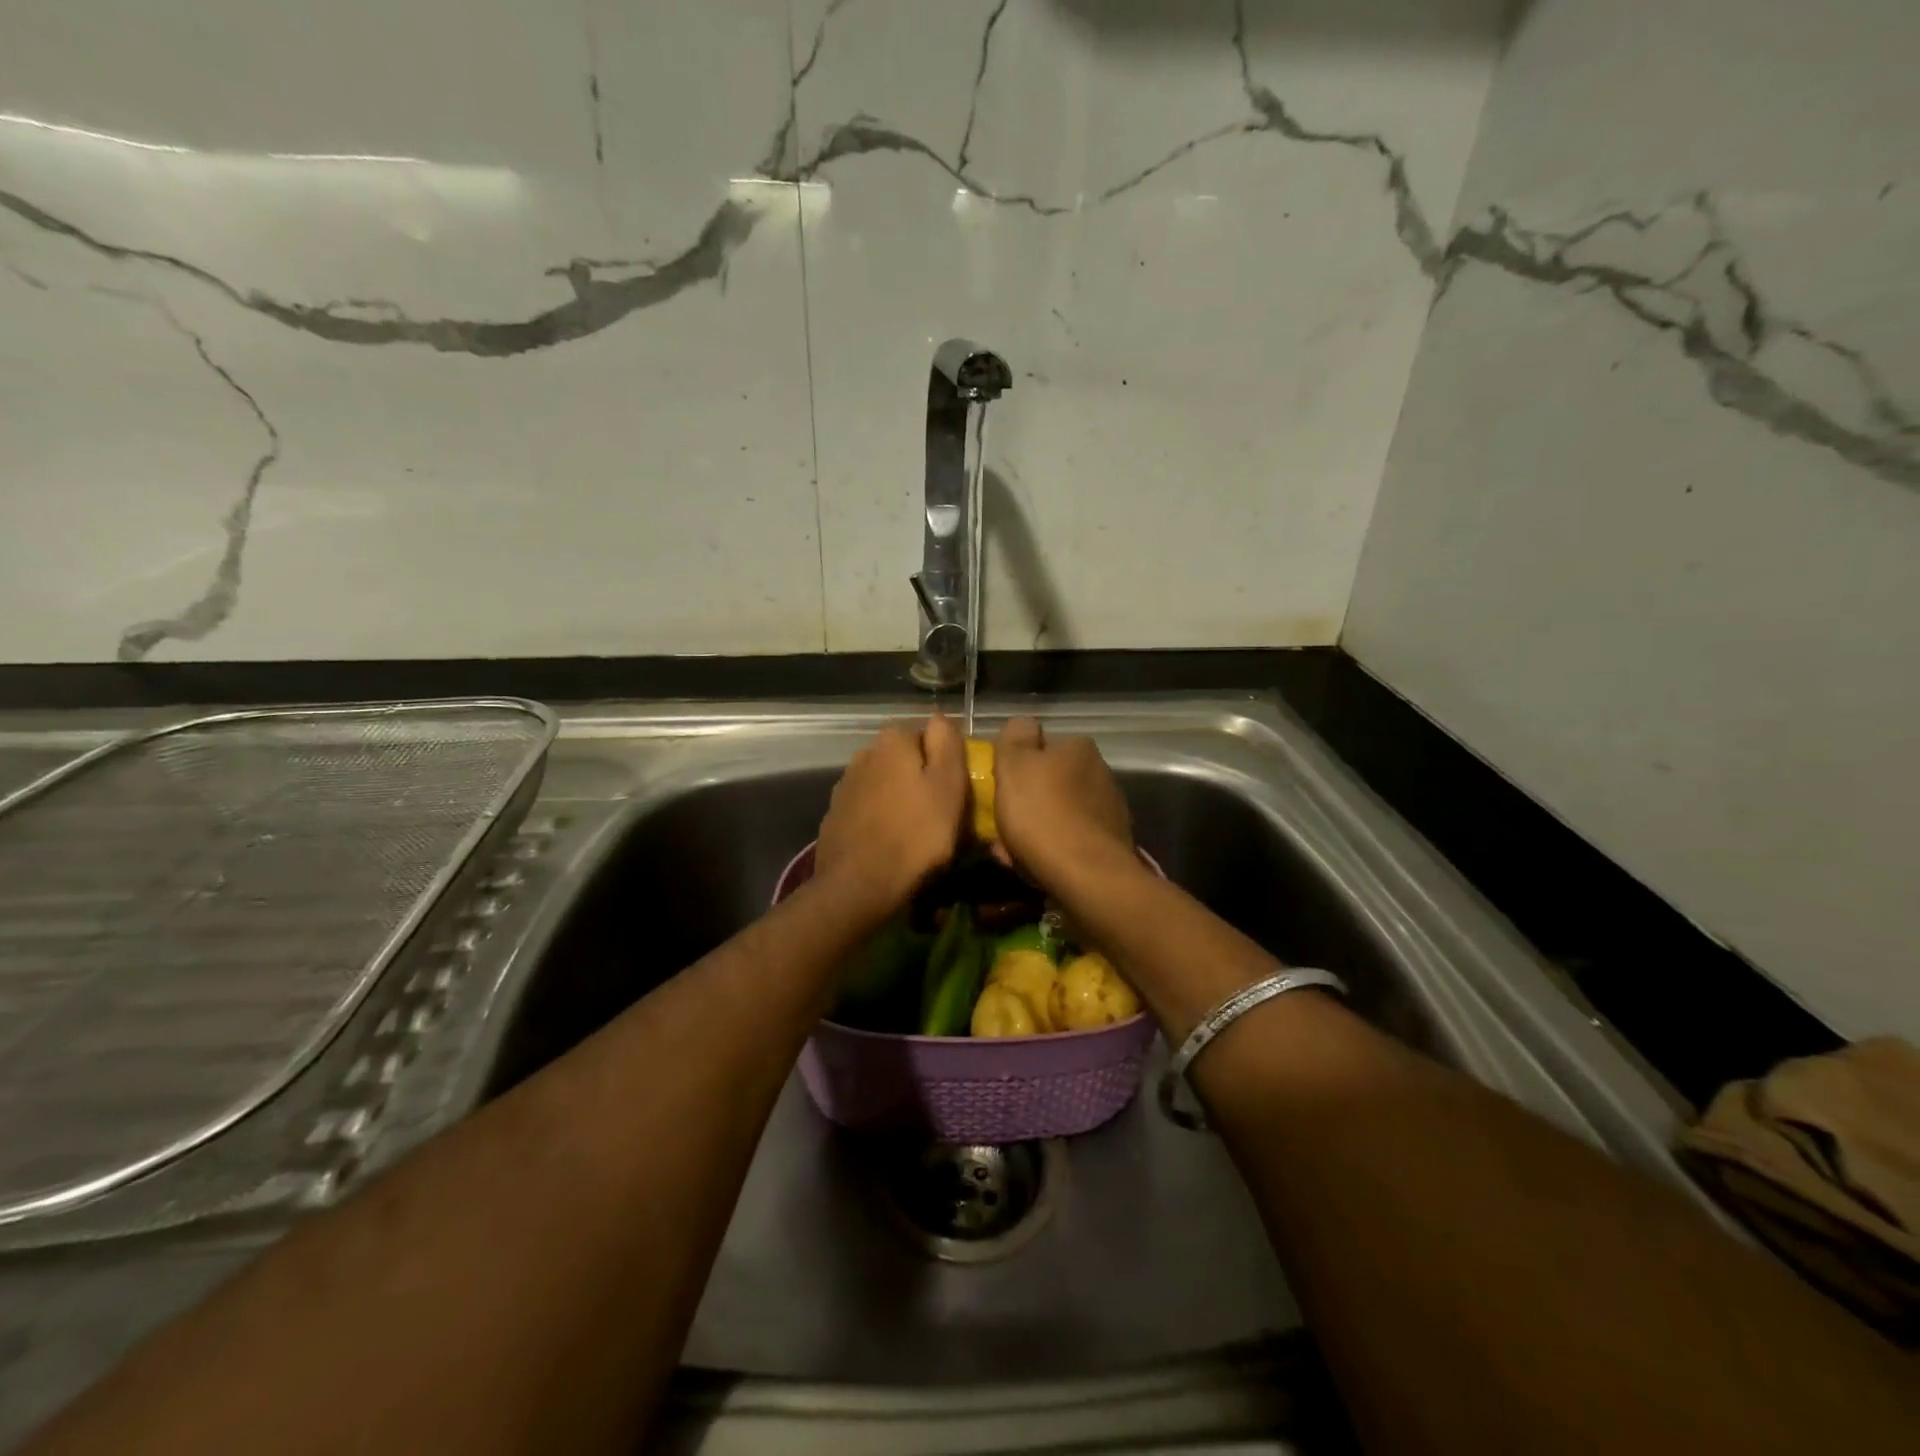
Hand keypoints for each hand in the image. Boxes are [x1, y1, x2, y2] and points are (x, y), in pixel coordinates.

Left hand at [815, 715, 967, 912]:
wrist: (859, 886)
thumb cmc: (916, 835)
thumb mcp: (948, 786)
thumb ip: (947, 744)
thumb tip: (940, 717)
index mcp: (893, 741)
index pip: (928, 733)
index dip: (946, 759)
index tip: (957, 788)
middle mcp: (864, 753)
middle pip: (904, 758)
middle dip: (921, 777)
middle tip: (941, 811)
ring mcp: (845, 785)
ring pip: (885, 782)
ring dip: (900, 797)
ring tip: (916, 830)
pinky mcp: (835, 814)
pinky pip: (868, 807)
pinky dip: (880, 817)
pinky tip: (890, 840)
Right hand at [992, 717, 1136, 891]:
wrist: (1087, 876)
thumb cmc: (1042, 814)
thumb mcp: (1014, 764)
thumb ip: (1015, 736)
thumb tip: (1023, 724)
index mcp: (1079, 748)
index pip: (1041, 748)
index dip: (1017, 767)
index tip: (1000, 789)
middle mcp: (1101, 772)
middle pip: (1051, 783)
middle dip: (1027, 802)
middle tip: (1002, 824)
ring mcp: (1110, 811)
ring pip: (1060, 814)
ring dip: (1038, 828)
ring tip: (1013, 853)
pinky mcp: (1112, 845)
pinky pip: (1071, 841)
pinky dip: (1053, 850)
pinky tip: (1036, 867)